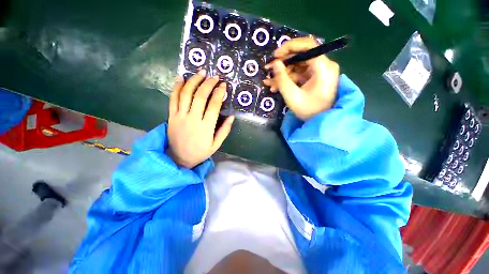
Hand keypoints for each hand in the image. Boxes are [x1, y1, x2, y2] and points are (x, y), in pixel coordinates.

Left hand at [167, 70, 234, 167]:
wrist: (179, 158)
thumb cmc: (200, 152)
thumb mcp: (216, 145)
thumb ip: (224, 130)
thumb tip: (232, 116)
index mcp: (206, 127)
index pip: (214, 105)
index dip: (219, 93)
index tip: (223, 85)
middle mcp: (193, 119)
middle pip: (200, 96)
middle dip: (208, 84)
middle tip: (214, 76)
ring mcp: (180, 116)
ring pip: (186, 94)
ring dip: (193, 81)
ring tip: (200, 72)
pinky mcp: (171, 116)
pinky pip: (173, 99)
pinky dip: (176, 87)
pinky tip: (181, 78)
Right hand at [263, 37, 339, 120]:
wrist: (319, 121)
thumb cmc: (308, 111)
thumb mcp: (292, 96)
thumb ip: (282, 79)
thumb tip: (275, 64)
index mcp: (323, 67)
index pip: (308, 46)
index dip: (290, 47)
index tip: (275, 55)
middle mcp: (323, 65)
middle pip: (301, 56)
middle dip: (282, 63)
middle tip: (268, 69)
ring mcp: (318, 72)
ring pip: (297, 66)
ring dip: (282, 74)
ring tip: (269, 83)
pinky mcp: (313, 78)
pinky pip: (298, 74)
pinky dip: (287, 80)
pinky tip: (276, 87)